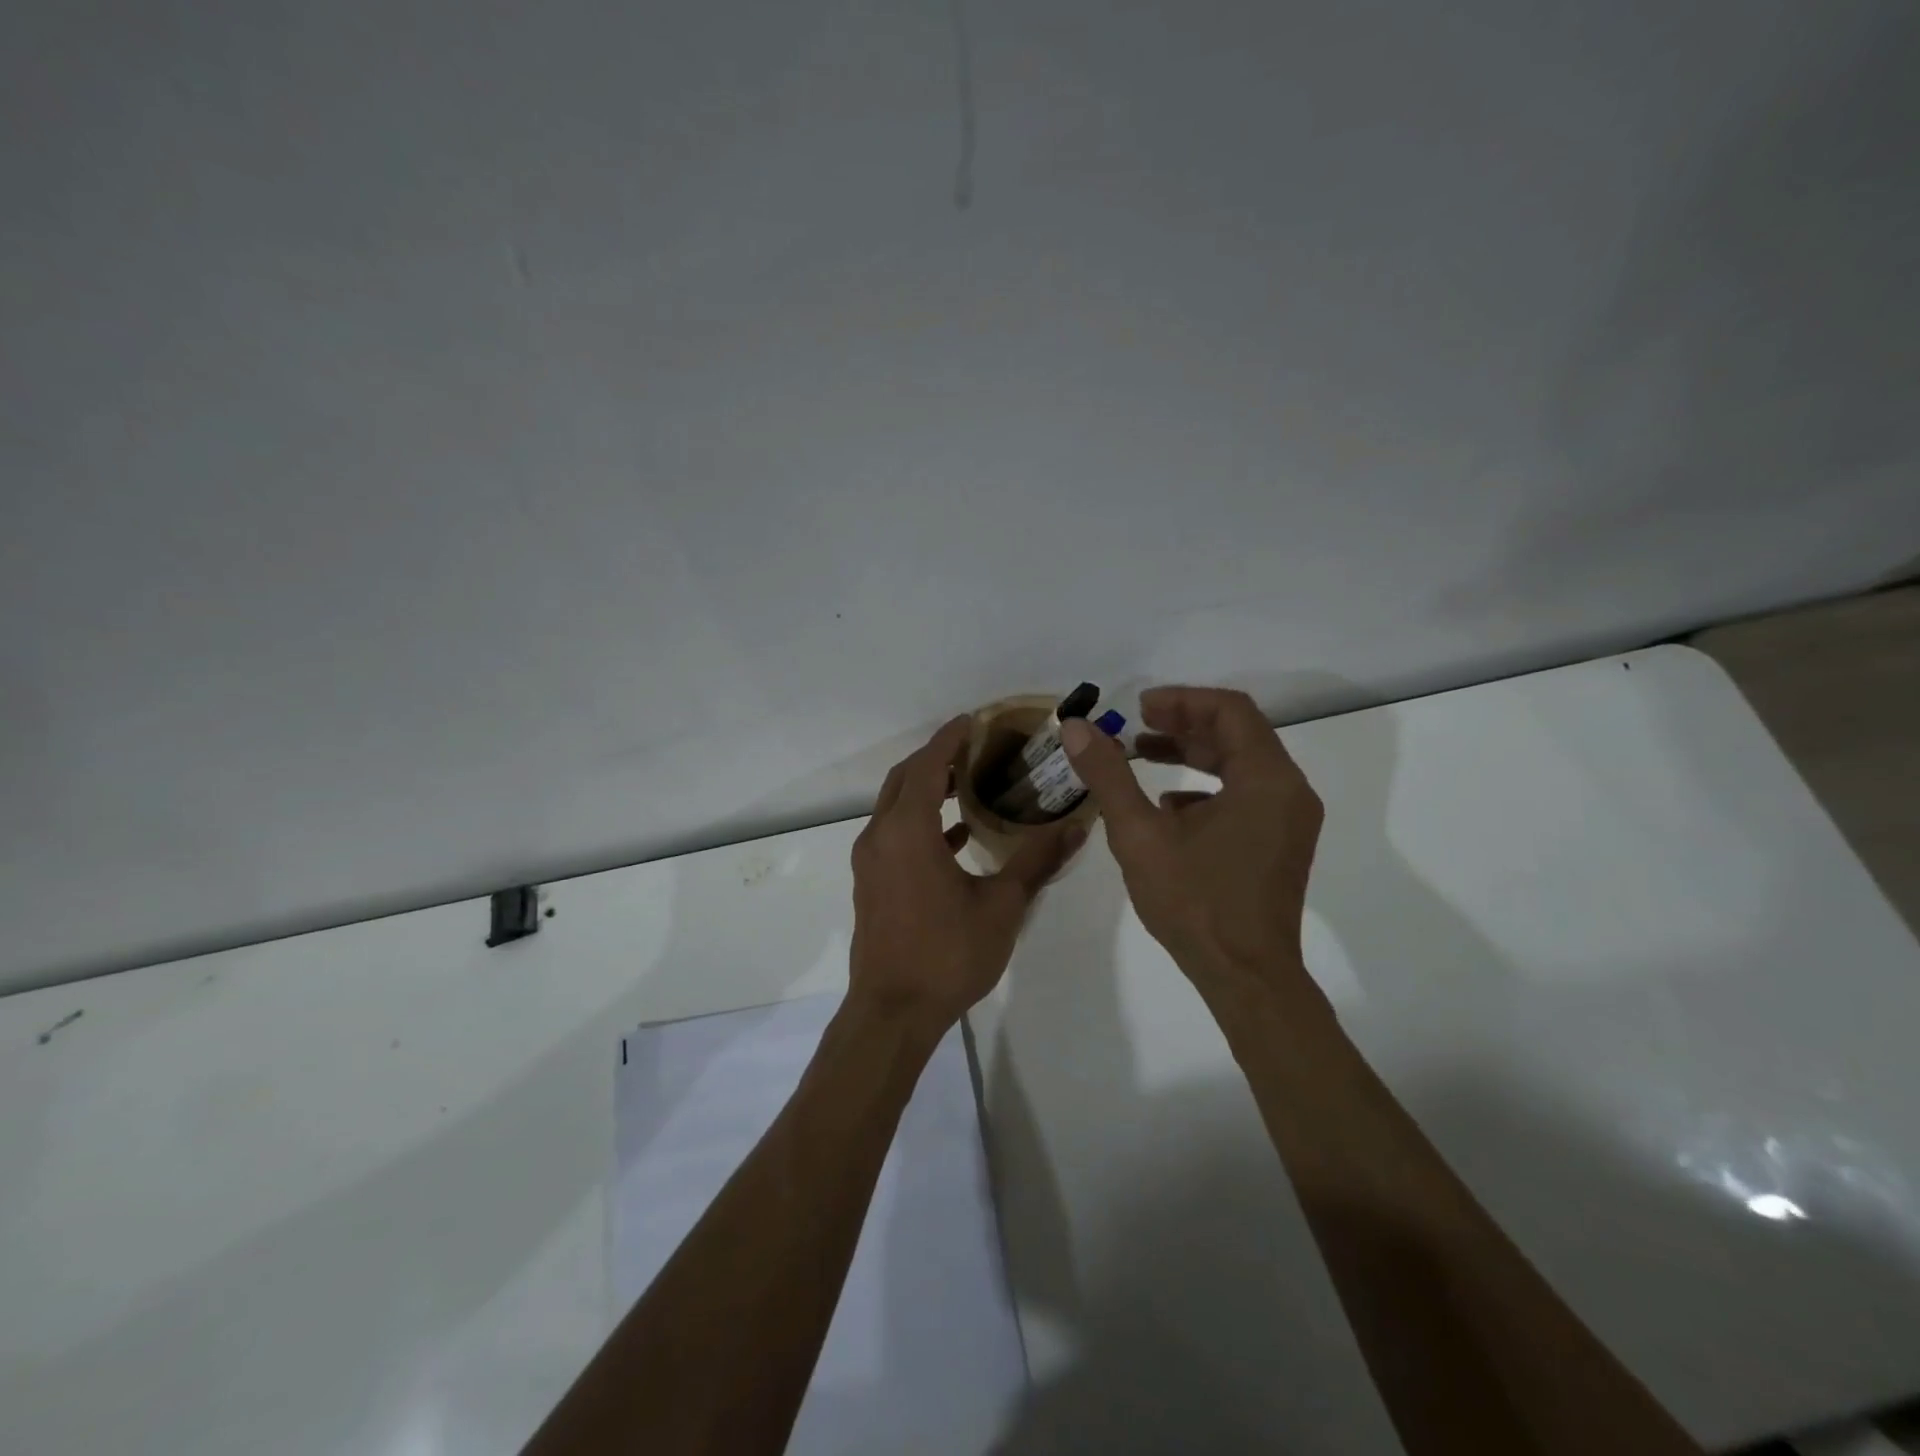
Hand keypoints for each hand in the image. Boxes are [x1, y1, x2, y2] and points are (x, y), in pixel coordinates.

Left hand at [850, 716, 1085, 1030]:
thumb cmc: (947, 954)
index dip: (950, 738)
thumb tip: (1075, 828)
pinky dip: (921, 822)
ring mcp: (870, 860)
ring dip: (928, 789)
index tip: (974, 719)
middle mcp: (881, 836)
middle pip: (906, 778)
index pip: (929, 765)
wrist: (892, 1012)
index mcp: (908, 831)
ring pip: (896, 806)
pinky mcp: (871, 882)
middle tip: (977, 748)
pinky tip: (957, 835)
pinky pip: (894, 834)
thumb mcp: (1001, 907)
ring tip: (971, 784)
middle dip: (937, 758)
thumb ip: (1036, 862)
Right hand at [1062, 687, 1322, 997]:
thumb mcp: (1140, 834)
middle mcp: (1288, 791)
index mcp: (1266, 779)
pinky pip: (1246, 796)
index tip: (1140, 707)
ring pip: (1241, 765)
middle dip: (1184, 724)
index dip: (1182, 700)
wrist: (1245, 977)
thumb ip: (1108, 775)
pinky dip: (1207, 787)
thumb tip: (1075, 727)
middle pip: (1238, 734)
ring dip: (1193, 754)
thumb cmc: (1195, 902)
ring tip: (1144, 756)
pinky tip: (1168, 806)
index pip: (1230, 710)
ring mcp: (1289, 820)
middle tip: (1137, 726)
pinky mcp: (1280, 844)